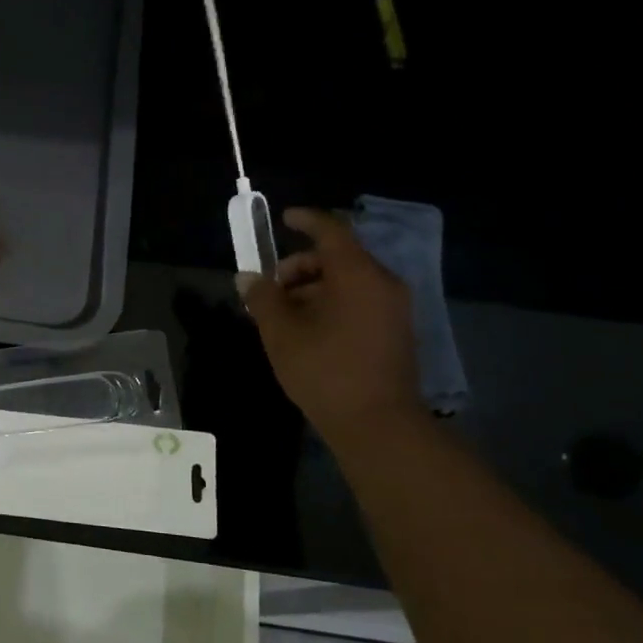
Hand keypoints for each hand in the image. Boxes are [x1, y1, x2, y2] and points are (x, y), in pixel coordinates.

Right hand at [240, 207, 420, 438]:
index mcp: (357, 275)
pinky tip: (307, 330)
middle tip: (271, 289)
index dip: (306, 221)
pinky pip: (359, 301)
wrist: (377, 424)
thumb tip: (247, 278)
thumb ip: (262, 298)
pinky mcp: (395, 332)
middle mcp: (382, 283)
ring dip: (313, 288)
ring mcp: (393, 309)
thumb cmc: (325, 371)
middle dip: (300, 266)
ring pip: (348, 281)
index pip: (331, 231)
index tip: (283, 218)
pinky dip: (331, 303)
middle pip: (338, 258)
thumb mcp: (281, 333)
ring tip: (283, 315)